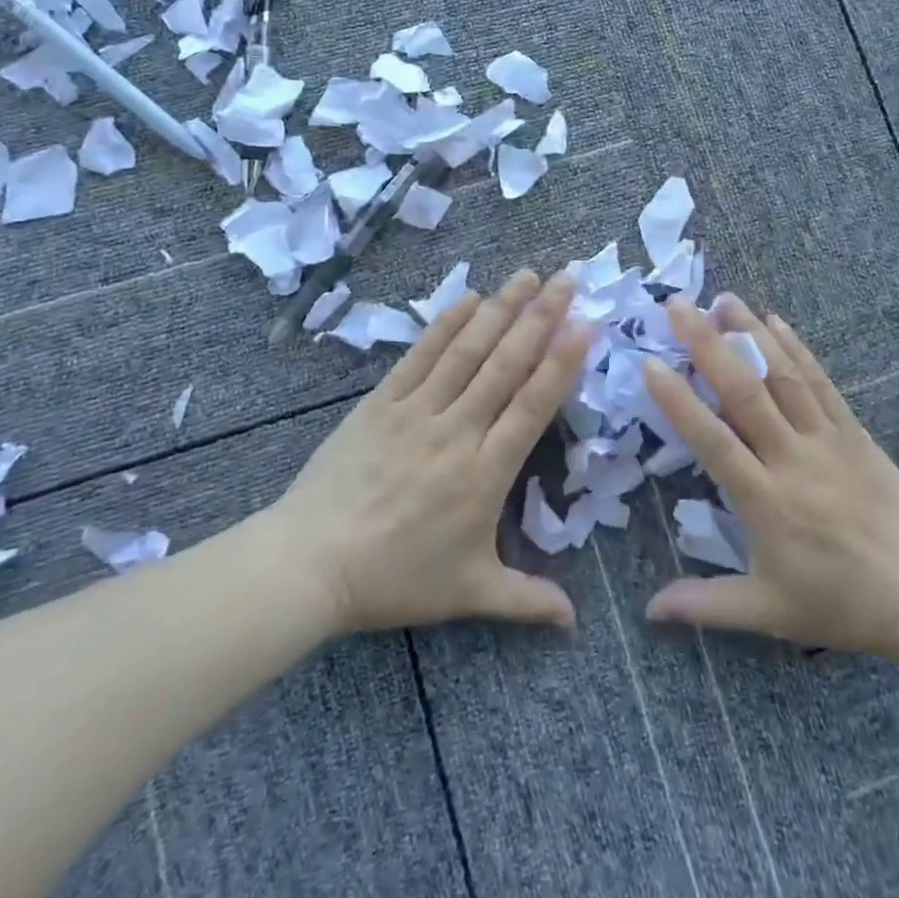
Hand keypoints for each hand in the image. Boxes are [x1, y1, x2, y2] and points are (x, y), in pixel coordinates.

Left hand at [276, 269, 592, 634]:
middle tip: (567, 277)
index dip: (562, 361)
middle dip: (541, 316)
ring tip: (527, 275)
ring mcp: (417, 410)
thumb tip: (575, 622)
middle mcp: (457, 430)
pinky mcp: (381, 402)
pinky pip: (420, 355)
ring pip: (467, 350)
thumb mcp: (468, 593)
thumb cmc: (396, 579)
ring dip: (500, 309)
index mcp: (485, 472)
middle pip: (506, 363)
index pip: (533, 404)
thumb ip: (526, 599)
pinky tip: (469, 298)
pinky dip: (445, 324)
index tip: (586, 323)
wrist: (312, 563)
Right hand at [641, 295, 898, 661]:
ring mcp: (827, 440)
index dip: (679, 402)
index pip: (713, 441)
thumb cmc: (841, 604)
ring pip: (783, 377)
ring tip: (722, 298)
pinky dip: (797, 349)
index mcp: (766, 501)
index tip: (650, 364)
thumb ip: (705, 604)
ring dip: (750, 334)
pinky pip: (821, 383)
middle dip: (708, 345)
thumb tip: (649, 610)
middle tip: (678, 306)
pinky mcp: (854, 433)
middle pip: (745, 393)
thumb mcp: (768, 612)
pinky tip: (775, 322)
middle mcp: (793, 460)